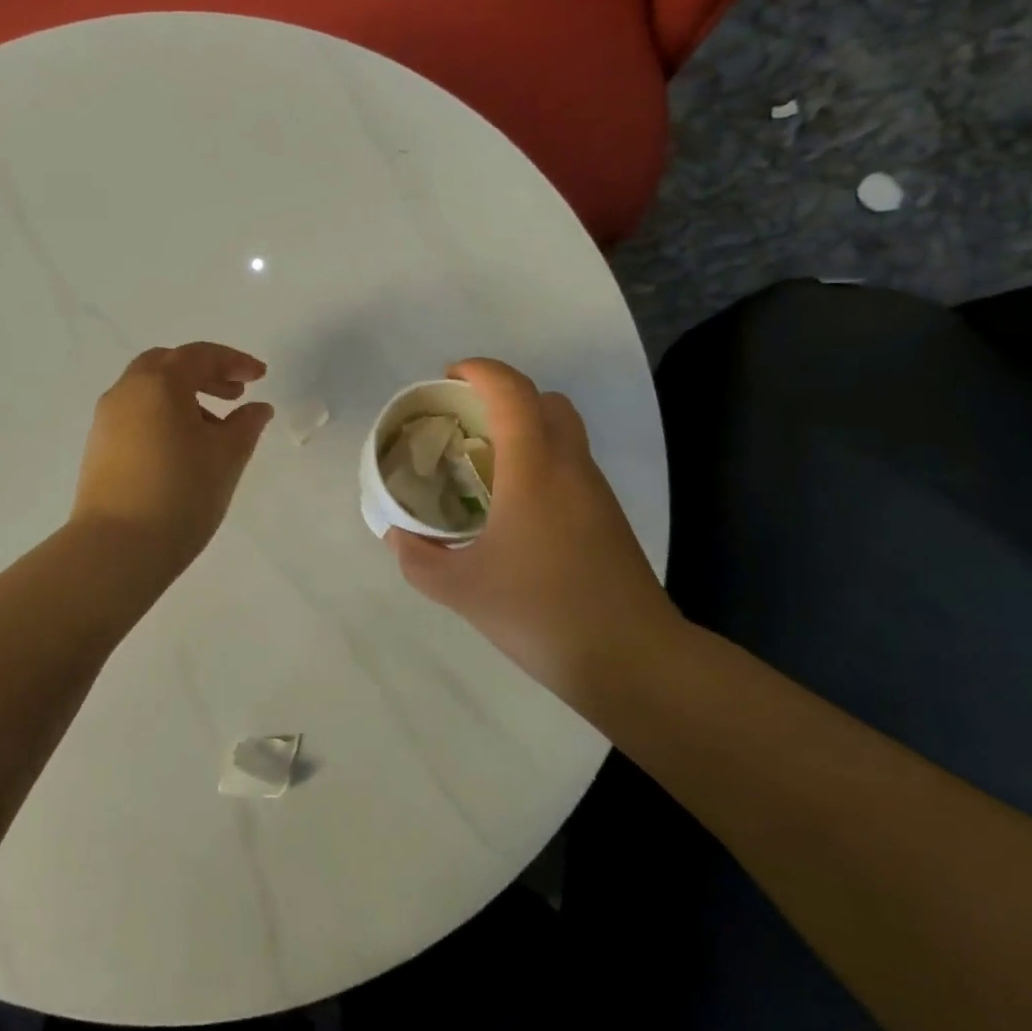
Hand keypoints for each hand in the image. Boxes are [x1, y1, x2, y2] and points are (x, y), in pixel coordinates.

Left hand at [71, 343, 274, 571]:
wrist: (116, 549)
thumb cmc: (180, 495)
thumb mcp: (226, 457)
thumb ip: (246, 425)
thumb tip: (257, 408)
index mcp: (159, 383)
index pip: (200, 355)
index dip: (234, 361)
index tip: (260, 376)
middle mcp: (127, 391)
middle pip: (168, 364)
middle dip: (204, 373)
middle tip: (234, 394)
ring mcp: (106, 419)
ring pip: (149, 390)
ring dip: (183, 396)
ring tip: (214, 428)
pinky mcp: (98, 447)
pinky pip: (136, 414)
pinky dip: (163, 415)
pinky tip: (183, 448)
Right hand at [387, 359, 670, 701]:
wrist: (633, 660)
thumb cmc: (542, 612)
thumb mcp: (461, 589)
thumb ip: (419, 559)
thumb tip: (398, 536)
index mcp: (533, 469)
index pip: (512, 391)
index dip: (480, 371)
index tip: (448, 378)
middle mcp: (569, 466)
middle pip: (546, 401)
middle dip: (503, 395)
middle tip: (465, 421)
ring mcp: (595, 492)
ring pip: (563, 432)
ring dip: (524, 429)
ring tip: (483, 464)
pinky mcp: (607, 518)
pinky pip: (569, 465)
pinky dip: (540, 462)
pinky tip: (513, 507)